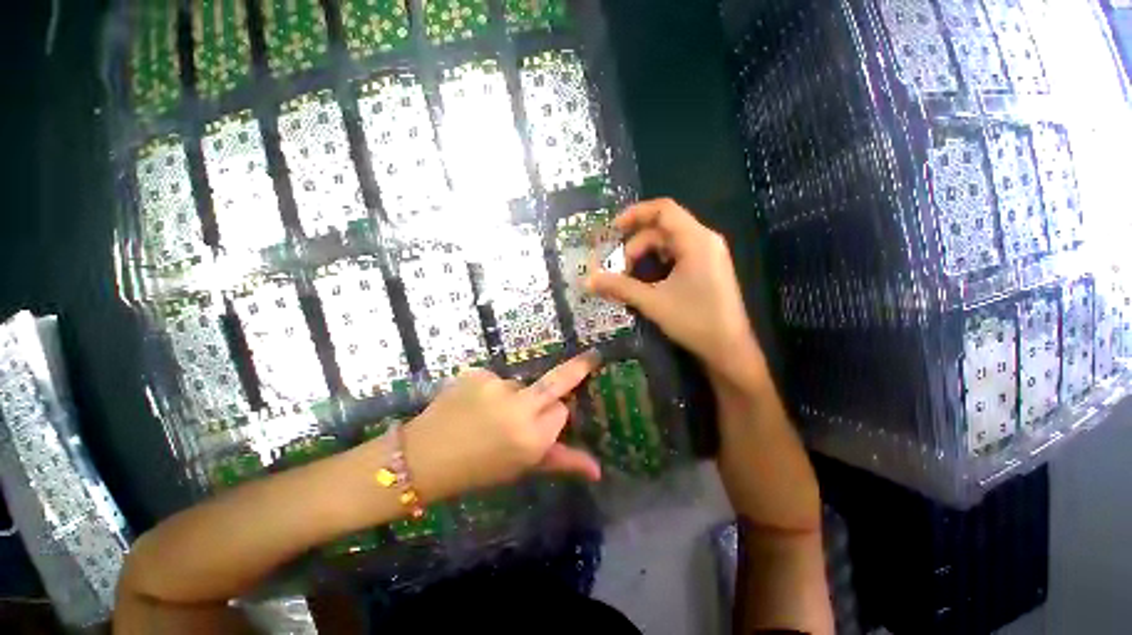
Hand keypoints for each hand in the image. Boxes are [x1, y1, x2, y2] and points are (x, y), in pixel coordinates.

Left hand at [402, 352, 602, 502]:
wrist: (426, 456)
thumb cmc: (477, 471)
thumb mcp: (520, 468)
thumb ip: (561, 462)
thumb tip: (599, 470)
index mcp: (533, 438)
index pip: (562, 411)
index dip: (555, 418)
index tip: (546, 425)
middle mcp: (519, 408)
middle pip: (556, 382)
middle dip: (576, 368)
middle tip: (591, 357)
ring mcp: (495, 387)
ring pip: (519, 385)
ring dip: (513, 397)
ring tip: (487, 417)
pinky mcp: (474, 374)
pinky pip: (493, 380)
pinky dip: (488, 391)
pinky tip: (471, 406)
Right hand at [586, 198, 764, 390]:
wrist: (731, 349)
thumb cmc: (696, 321)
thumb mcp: (654, 303)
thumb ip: (620, 287)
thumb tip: (587, 280)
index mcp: (696, 239)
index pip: (663, 209)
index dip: (635, 213)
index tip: (613, 230)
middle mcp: (706, 239)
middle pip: (665, 226)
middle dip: (637, 243)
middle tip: (618, 269)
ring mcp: (712, 253)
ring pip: (672, 241)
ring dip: (648, 254)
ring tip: (630, 277)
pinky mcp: (712, 268)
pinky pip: (683, 253)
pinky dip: (663, 262)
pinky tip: (650, 282)